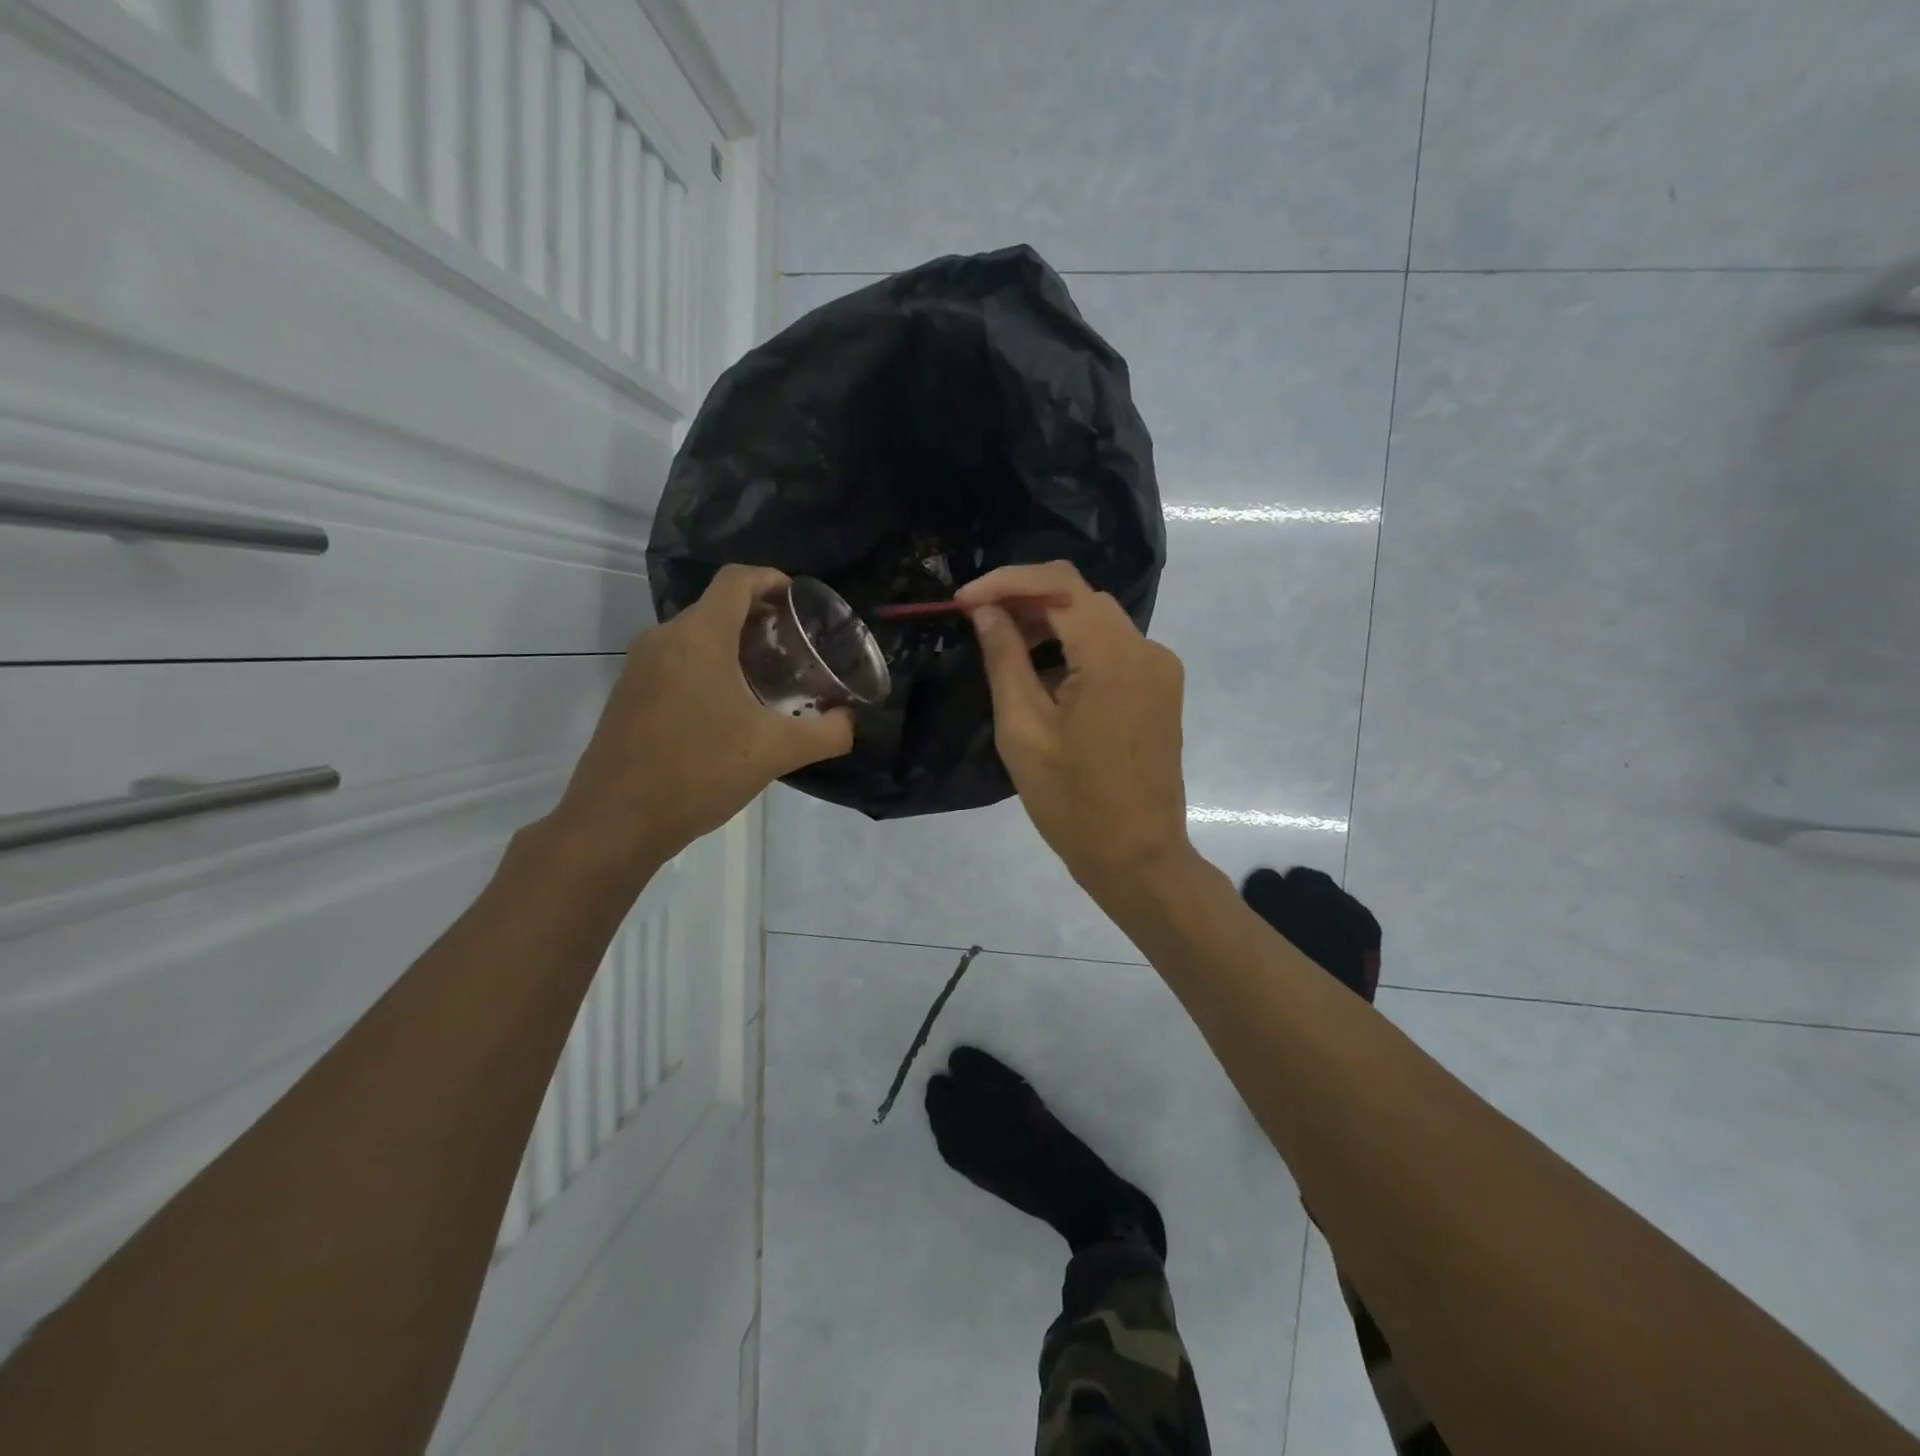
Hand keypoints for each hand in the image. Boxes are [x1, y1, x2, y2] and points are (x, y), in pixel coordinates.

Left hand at [550, 565, 853, 869]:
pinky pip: (675, 661)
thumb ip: (826, 734)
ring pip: (695, 636)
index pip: (737, 580)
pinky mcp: (628, 693)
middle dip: (759, 618)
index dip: (771, 579)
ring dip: (732, 645)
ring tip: (768, 679)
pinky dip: (706, 667)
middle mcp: (664, 638)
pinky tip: (728, 709)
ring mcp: (639, 666)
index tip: (799, 601)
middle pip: (717, 607)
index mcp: (700, 637)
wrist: (616, 820)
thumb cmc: (699, 772)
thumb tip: (850, 722)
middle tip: (795, 649)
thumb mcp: (775, 752)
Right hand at [956, 562, 1191, 898]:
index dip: (1006, 582)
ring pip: (1095, 622)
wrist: (1138, 857)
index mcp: (1114, 656)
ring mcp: (1159, 669)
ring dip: (1048, 624)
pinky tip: (1041, 675)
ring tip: (1001, 647)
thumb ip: (1004, 659)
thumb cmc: (1072, 802)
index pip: (1059, 585)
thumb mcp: (1023, 729)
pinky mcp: (1159, 689)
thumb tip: (986, 611)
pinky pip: (1111, 650)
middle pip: (1080, 598)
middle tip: (977, 622)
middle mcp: (1147, 649)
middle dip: (1024, 601)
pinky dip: (1073, 649)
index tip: (964, 601)